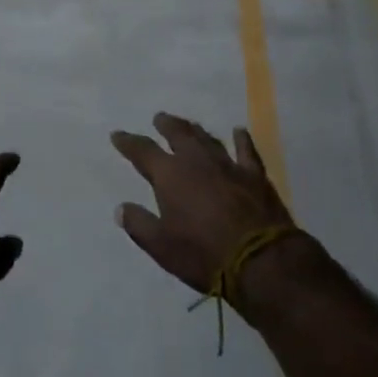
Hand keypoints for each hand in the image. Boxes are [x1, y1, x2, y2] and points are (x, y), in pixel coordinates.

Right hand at [111, 112, 295, 296]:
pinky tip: (239, 131)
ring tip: (189, 125)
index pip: (143, 151)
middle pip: (178, 134)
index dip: (128, 142)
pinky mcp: (253, 174)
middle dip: (166, 124)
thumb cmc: (203, 253)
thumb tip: (121, 208)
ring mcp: (227, 164)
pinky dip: (242, 139)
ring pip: (208, 138)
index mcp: (170, 175)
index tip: (117, 134)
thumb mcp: (162, 247)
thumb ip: (139, 225)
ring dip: (195, 130)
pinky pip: (246, 150)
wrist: (259, 258)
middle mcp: (196, 160)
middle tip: (159, 118)